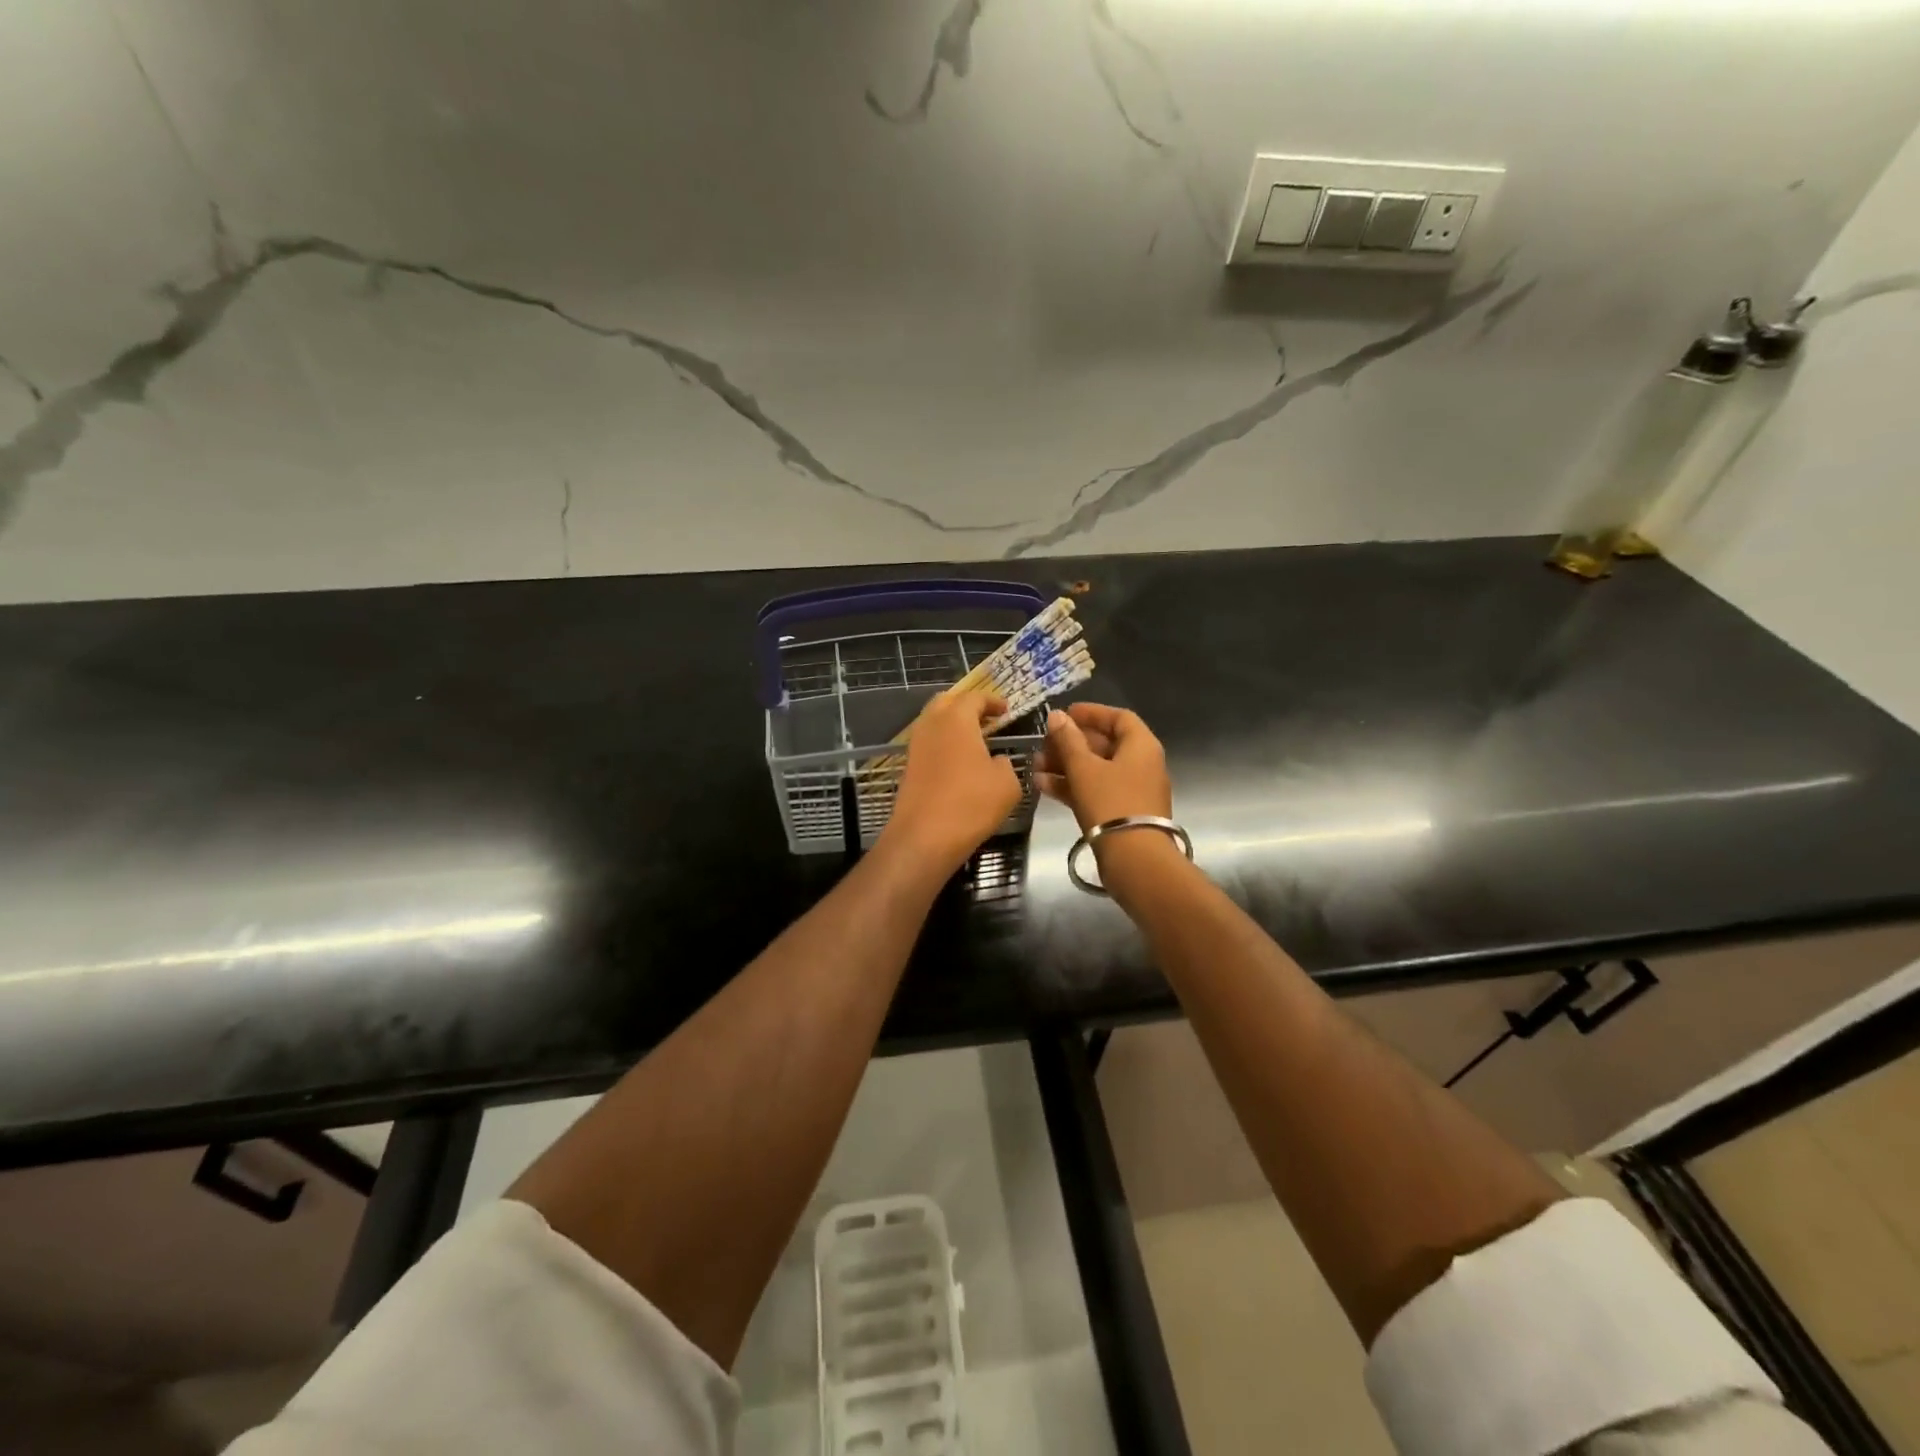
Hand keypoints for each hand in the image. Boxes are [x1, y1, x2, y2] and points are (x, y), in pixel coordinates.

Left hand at [881, 689, 1024, 874]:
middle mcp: (932, 725)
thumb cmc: (971, 803)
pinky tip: (960, 761)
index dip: (992, 701)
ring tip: (975, 740)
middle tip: (987, 718)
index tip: (1006, 710)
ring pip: (934, 722)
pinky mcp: (909, 767)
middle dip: (967, 705)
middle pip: (947, 702)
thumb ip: (1006, 764)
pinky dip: (944, 743)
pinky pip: (929, 744)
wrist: (924, 838)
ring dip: (953, 724)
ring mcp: (916, 746)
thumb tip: (996, 761)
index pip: (974, 697)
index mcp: (956, 719)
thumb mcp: (1007, 783)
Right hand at [1037, 702, 1171, 831]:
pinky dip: (1072, 786)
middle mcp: (1141, 764)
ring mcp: (1132, 790)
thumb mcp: (1084, 768)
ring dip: (1066, 766)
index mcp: (1141, 746)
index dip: (1091, 713)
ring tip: (1035, 766)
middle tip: (1043, 745)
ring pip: (1096, 769)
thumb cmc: (1111, 803)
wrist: (1135, 859)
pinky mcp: (1122, 813)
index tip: (1064, 714)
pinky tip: (1043, 786)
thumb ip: (1068, 740)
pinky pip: (1096, 790)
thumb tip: (1057, 716)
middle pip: (1104, 744)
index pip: (1118, 717)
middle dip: (1070, 743)